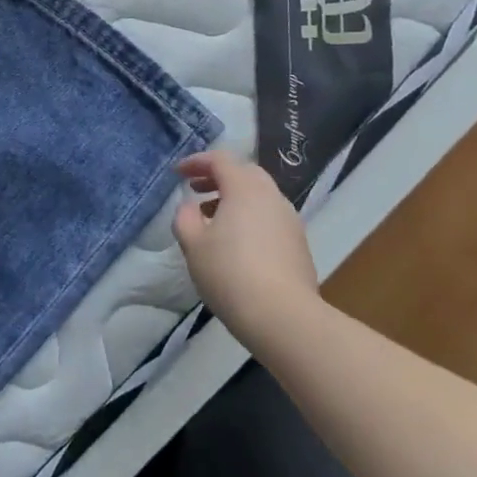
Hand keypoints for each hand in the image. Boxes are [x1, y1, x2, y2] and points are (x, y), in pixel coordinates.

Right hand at [173, 149, 323, 346]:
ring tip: (212, 219)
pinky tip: (236, 243)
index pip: (220, 160)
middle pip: (245, 173)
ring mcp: (290, 220)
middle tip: (196, 190)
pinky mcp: (299, 243)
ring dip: (235, 198)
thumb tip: (191, 207)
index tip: (178, 173)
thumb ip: (186, 218)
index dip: (196, 162)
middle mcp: (272, 197)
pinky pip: (270, 217)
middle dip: (218, 177)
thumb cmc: (230, 273)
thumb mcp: (193, 245)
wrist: (283, 316)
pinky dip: (250, 217)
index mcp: (245, 189)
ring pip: (260, 196)